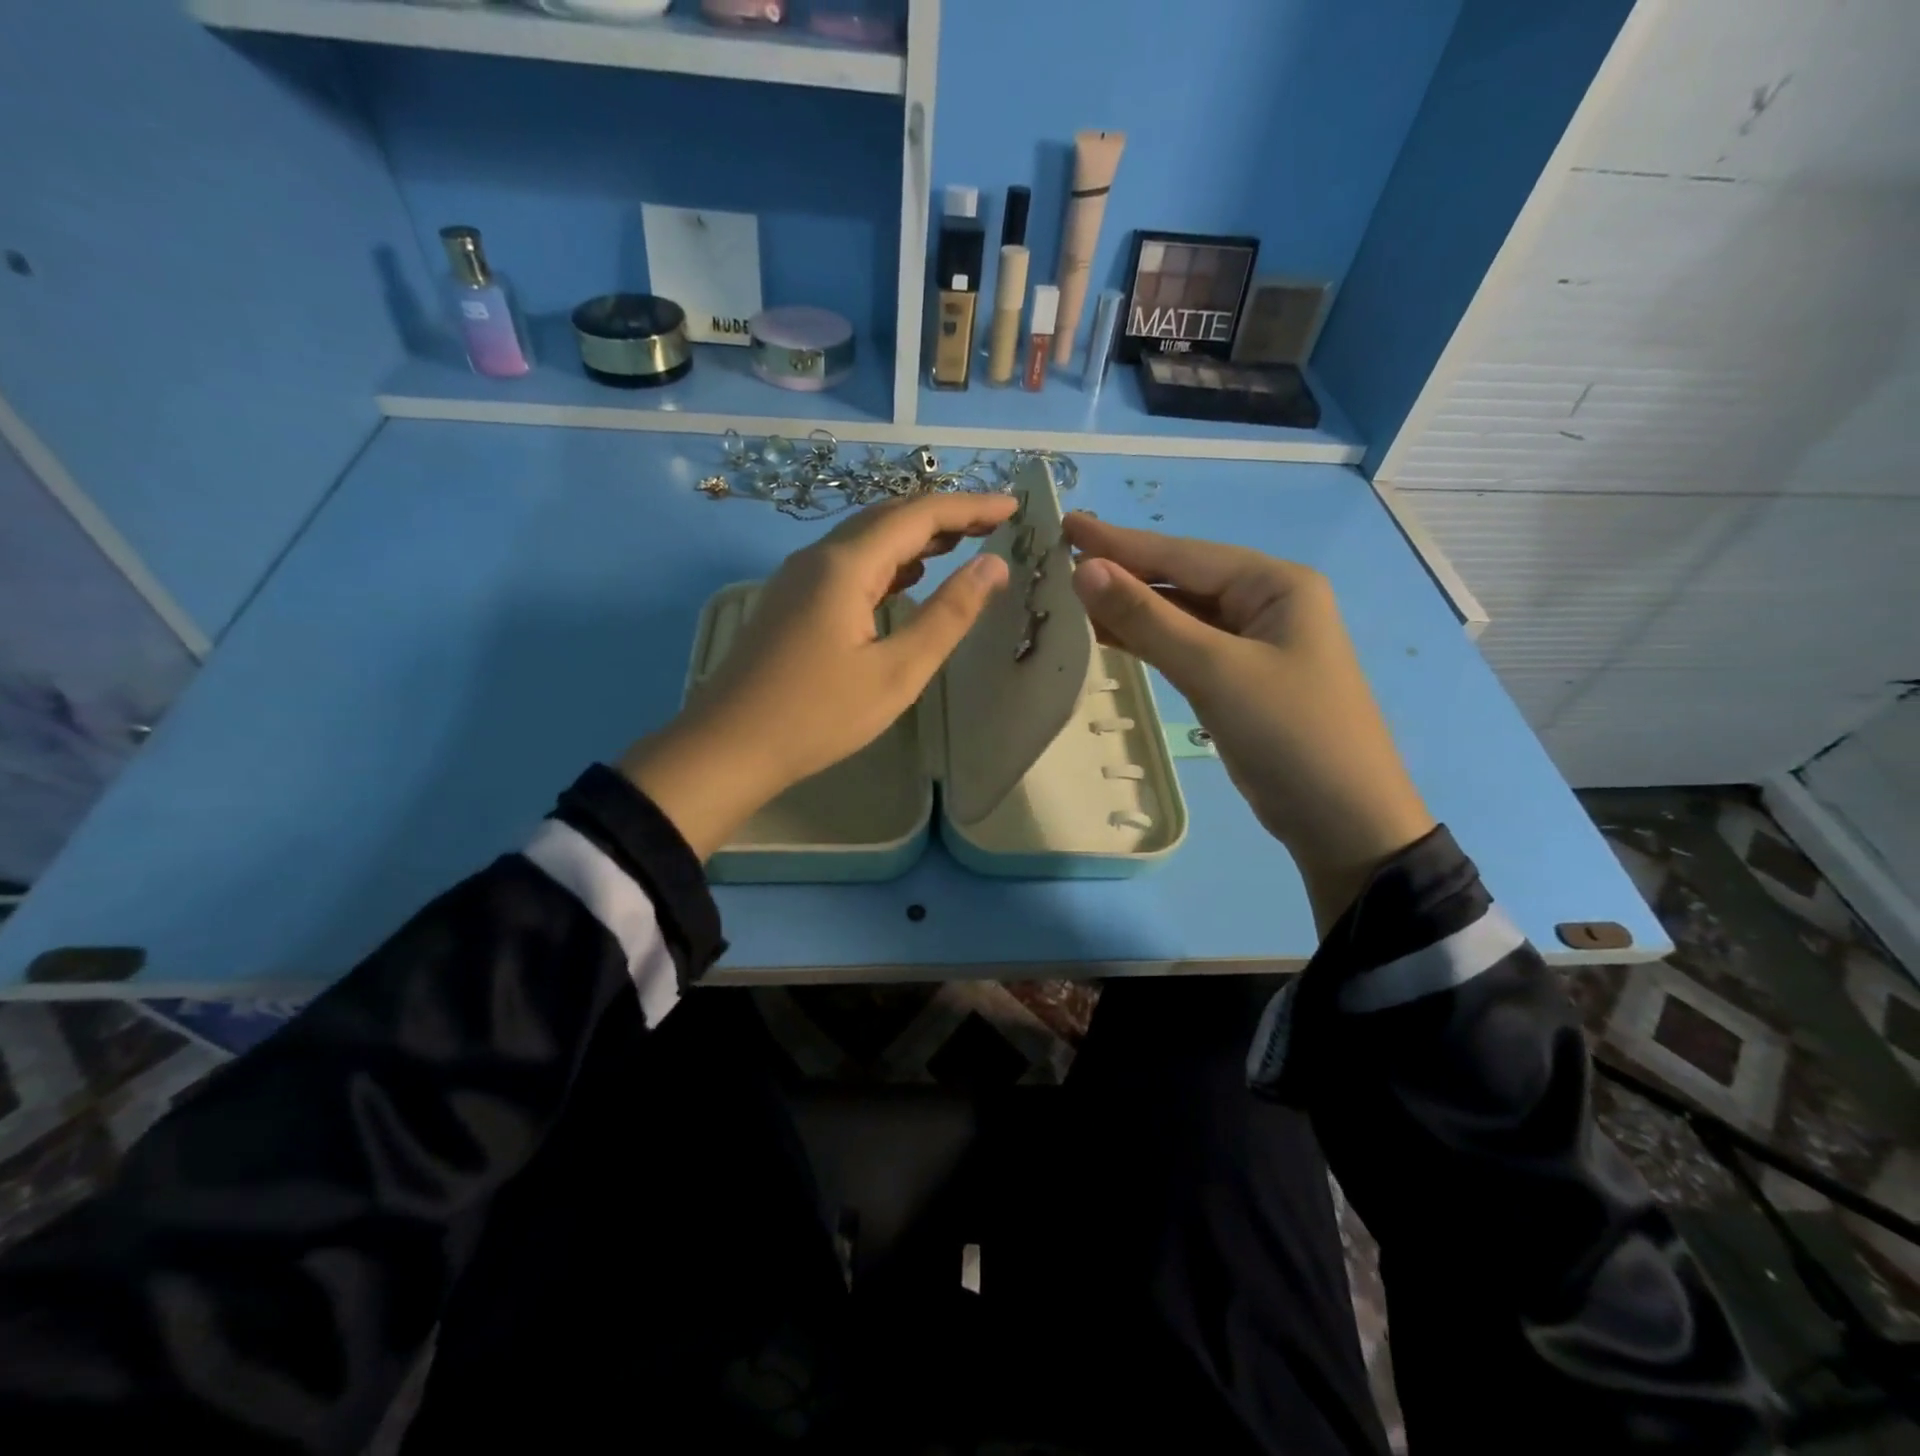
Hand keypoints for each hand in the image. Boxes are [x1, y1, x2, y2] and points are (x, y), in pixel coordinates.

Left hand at [622, 493, 1015, 859]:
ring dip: (915, 537)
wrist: (728, 746)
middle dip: (945, 516)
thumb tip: (993, 566)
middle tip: (994, 525)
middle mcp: (819, 557)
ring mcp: (799, 578)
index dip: (970, 507)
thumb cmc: (818, 716)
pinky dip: (888, 562)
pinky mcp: (792, 602)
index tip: (1014, 508)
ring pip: (866, 539)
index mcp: (846, 565)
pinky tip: (908, 579)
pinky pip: (849, 564)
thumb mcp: (896, 672)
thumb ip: (948, 615)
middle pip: (889, 517)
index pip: (919, 514)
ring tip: (961, 545)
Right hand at [1064, 513, 1433, 929]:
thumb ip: (1148, 619)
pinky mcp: (1238, 679)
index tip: (1065, 524)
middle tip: (1060, 559)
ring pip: (1179, 615)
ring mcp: (1252, 643)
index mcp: (1274, 584)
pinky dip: (1146, 642)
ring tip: (1071, 597)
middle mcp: (1265, 603)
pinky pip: (1184, 647)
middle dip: (1123, 571)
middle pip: (1180, 579)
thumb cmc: (1289, 734)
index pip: (1183, 554)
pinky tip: (1106, 636)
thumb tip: (1084, 569)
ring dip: (1130, 608)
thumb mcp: (1215, 671)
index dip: (1120, 542)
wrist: (1342, 820)